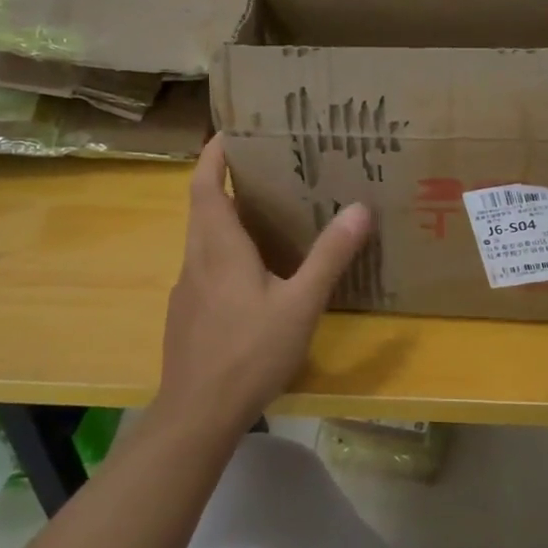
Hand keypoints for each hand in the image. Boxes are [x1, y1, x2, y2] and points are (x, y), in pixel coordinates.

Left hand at [156, 137, 372, 435]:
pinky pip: (207, 266)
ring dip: (230, 217)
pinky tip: (258, 274)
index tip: (234, 131)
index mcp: (218, 246)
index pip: (206, 183)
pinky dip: (228, 251)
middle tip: (270, 167)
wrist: (196, 416)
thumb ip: (329, 256)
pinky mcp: (188, 314)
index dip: (215, 153)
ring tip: (271, 213)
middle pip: (205, 206)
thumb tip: (359, 208)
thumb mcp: (300, 303)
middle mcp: (197, 258)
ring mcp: (188, 289)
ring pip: (205, 238)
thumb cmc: (249, 352)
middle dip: (230, 180)